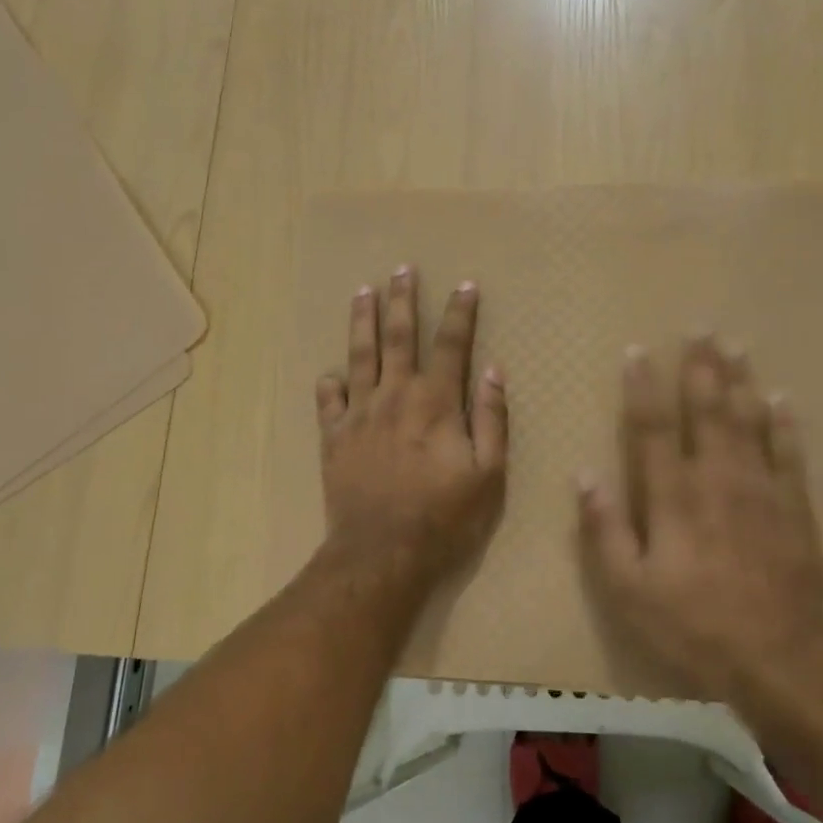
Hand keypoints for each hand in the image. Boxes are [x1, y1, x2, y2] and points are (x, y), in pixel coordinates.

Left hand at [315, 267, 507, 582]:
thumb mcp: (488, 474)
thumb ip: (491, 418)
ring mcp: (360, 414)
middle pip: (399, 336)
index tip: (466, 284)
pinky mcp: (334, 437)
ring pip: (360, 355)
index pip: (452, 344)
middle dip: (402, 300)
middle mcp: (396, 395)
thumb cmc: (445, 517)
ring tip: (363, 291)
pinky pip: (329, 400)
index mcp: (436, 402)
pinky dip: (330, 382)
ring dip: (363, 321)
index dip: (460, 312)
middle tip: (402, 269)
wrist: (382, 554)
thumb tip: (494, 370)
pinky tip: (331, 372)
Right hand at [579, 335, 822, 706]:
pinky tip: (781, 398)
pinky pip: (789, 453)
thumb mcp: (627, 588)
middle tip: (700, 327)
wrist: (777, 659)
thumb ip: (604, 529)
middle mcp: (716, 477)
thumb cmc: (691, 623)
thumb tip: (584, 475)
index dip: (642, 387)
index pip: (652, 427)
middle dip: (700, 366)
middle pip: (706, 409)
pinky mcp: (794, 506)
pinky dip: (784, 423)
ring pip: (748, 420)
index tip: (637, 351)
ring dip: (740, 380)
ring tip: (735, 345)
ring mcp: (760, 488)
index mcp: (672, 494)